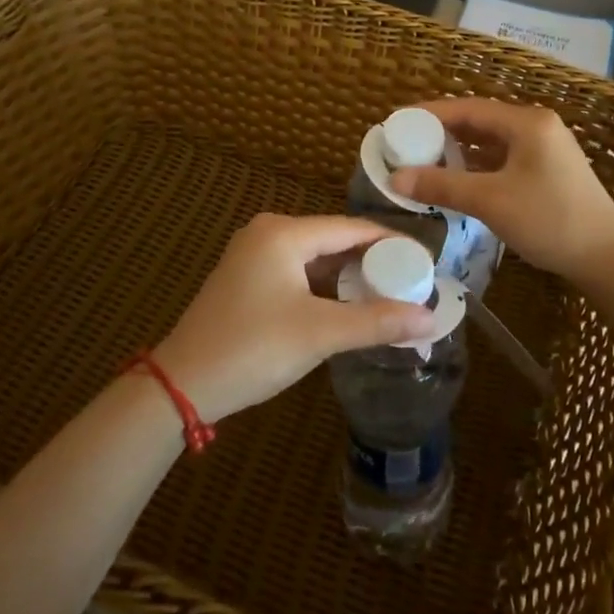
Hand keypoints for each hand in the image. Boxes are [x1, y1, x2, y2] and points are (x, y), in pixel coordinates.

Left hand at [153, 214, 436, 422]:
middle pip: (334, 239)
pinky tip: (348, 305)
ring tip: (389, 293)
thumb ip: (377, 322)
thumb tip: (431, 320)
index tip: (426, 260)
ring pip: (317, 257)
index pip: (352, 227)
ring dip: (350, 275)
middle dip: (373, 260)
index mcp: (284, 233)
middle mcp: (269, 232)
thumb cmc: (252, 349)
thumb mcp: (319, 334)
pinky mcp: (248, 278)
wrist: (181, 385)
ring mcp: (254, 254)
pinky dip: (326, 286)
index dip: (391, 243)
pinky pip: (299, 271)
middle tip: (412, 280)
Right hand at [388, 98, 613, 290]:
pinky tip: (459, 180)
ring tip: (425, 161)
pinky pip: (505, 159)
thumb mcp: (490, 201)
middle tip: (407, 143)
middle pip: (481, 122)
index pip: (469, 108)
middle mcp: (538, 127)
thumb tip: (395, 178)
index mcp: (527, 123)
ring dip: (460, 151)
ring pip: (493, 142)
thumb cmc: (549, 220)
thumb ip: (442, 186)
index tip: (399, 122)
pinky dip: (479, 166)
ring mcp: (546, 149)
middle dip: (443, 133)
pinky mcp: (549, 171)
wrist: (606, 258)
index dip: (431, 114)